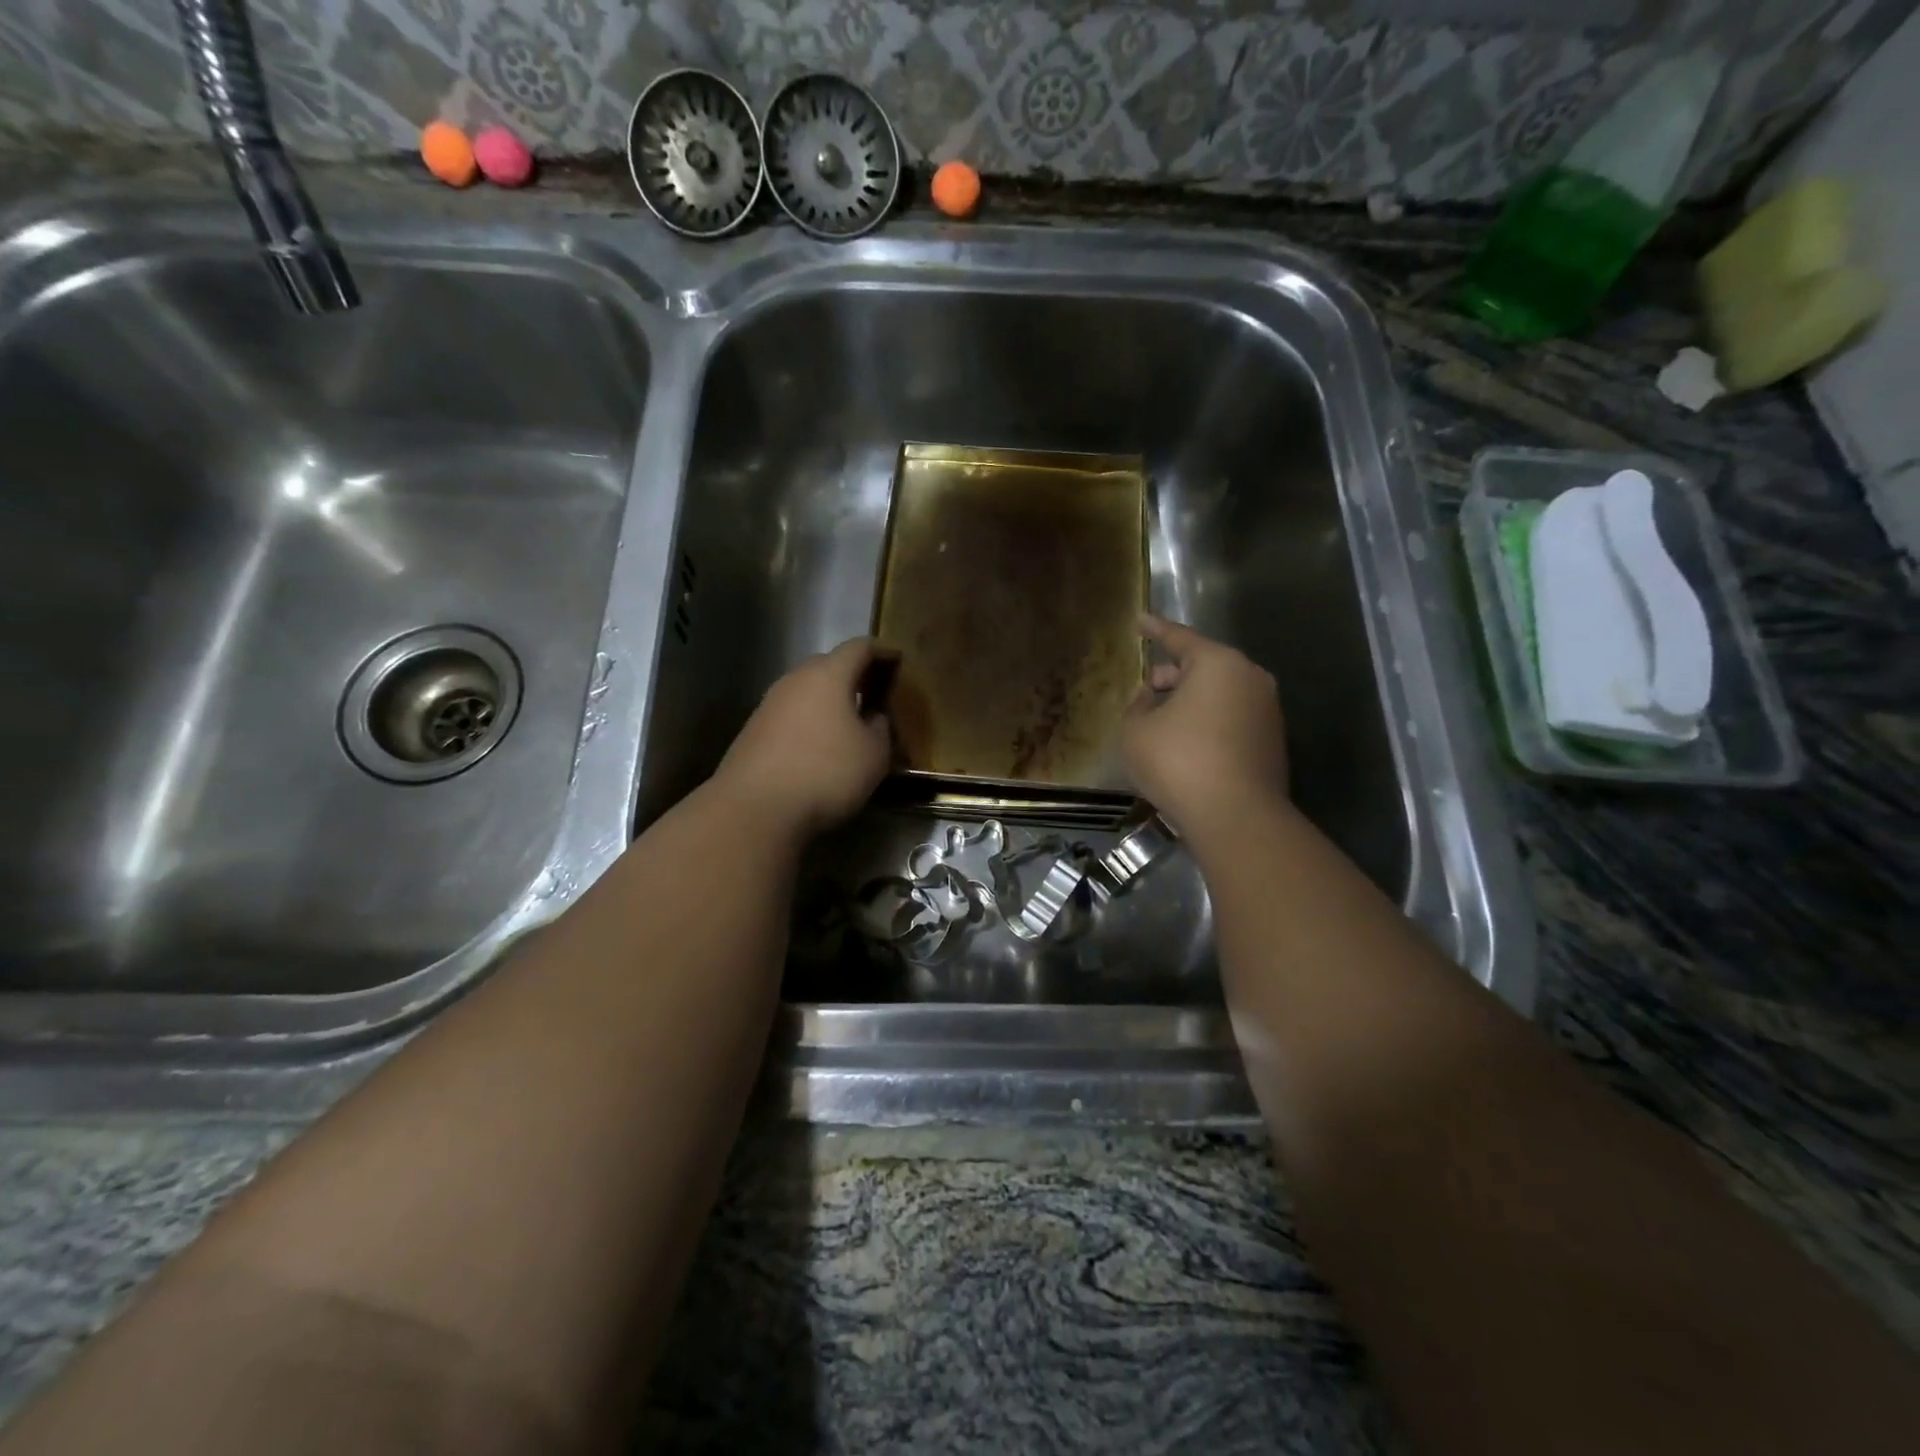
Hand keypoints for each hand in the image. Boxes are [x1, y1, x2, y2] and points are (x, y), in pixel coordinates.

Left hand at [715, 638, 893, 838]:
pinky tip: (820, 747)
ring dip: (830, 702)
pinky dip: (810, 722)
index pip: (860, 647)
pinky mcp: (754, 731)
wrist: (755, 808)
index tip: (898, 661)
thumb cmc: (826, 772)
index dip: (882, 651)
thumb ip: (880, 727)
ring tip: (849, 724)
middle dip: (854, 676)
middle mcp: (795, 680)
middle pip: (829, 665)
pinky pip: (792, 715)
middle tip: (875, 694)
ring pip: (807, 691)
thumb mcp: (874, 754)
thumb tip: (872, 716)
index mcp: (828, 675)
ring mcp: (769, 704)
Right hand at [1122, 615, 1287, 835]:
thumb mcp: (1136, 730)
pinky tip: (1187, 744)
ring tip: (1163, 720)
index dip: (1155, 629)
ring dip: (1191, 700)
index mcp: (1217, 663)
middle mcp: (1249, 678)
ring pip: (1220, 693)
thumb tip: (1150, 699)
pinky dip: (1208, 721)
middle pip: (1204, 665)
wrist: (1236, 816)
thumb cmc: (1178, 762)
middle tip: (1148, 687)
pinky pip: (1232, 717)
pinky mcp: (1272, 740)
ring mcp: (1267, 710)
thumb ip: (1137, 705)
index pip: (1180, 638)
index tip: (1140, 620)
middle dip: (1173, 673)